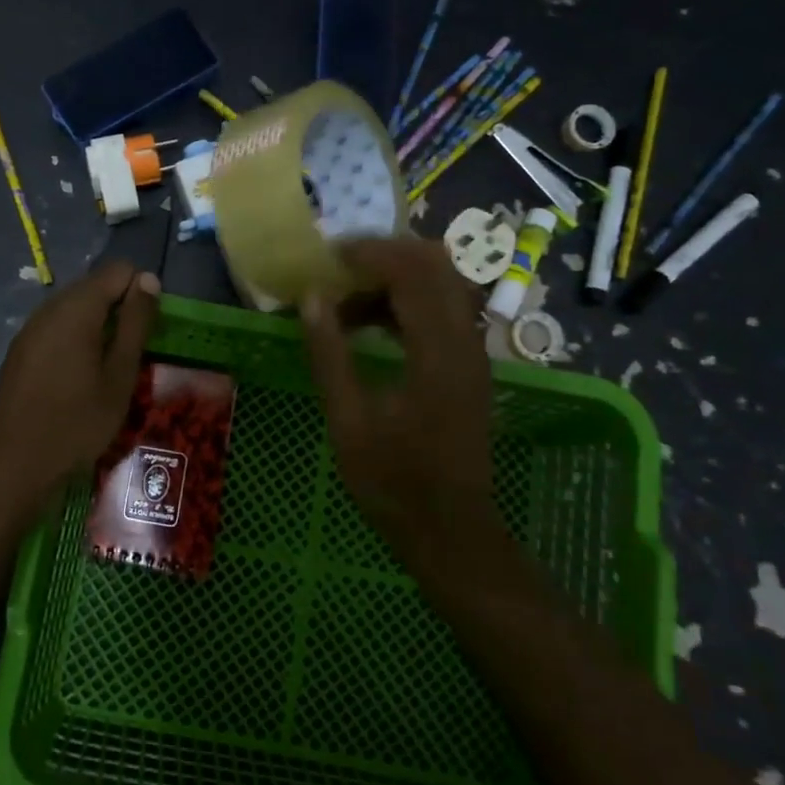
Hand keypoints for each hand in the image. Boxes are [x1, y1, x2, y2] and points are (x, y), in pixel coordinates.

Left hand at [0, 260, 160, 501]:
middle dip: (120, 308)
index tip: (147, 331)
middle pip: (95, 286)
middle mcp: (49, 308)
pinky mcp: (20, 350)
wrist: (15, 463)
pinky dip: (76, 339)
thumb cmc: (78, 421)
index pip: (119, 269)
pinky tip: (79, 377)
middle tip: (132, 354)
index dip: (140, 292)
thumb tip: (148, 280)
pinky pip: (57, 328)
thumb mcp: (120, 374)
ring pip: (75, 308)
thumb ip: (135, 323)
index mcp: (77, 308)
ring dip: (98, 326)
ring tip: (108, 369)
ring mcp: (30, 328)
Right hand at [301, 239, 491, 533]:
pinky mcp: (469, 364)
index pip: (411, 272)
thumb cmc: (393, 482)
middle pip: (435, 265)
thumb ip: (330, 354)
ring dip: (393, 279)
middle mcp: (465, 341)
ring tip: (343, 301)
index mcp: (438, 353)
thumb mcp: (348, 421)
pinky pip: (441, 310)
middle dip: (383, 256)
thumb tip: (312, 298)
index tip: (326, 259)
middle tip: (336, 270)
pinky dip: (405, 302)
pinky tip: (367, 325)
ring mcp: (472, 352)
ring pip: (440, 284)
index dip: (368, 254)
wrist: (450, 530)